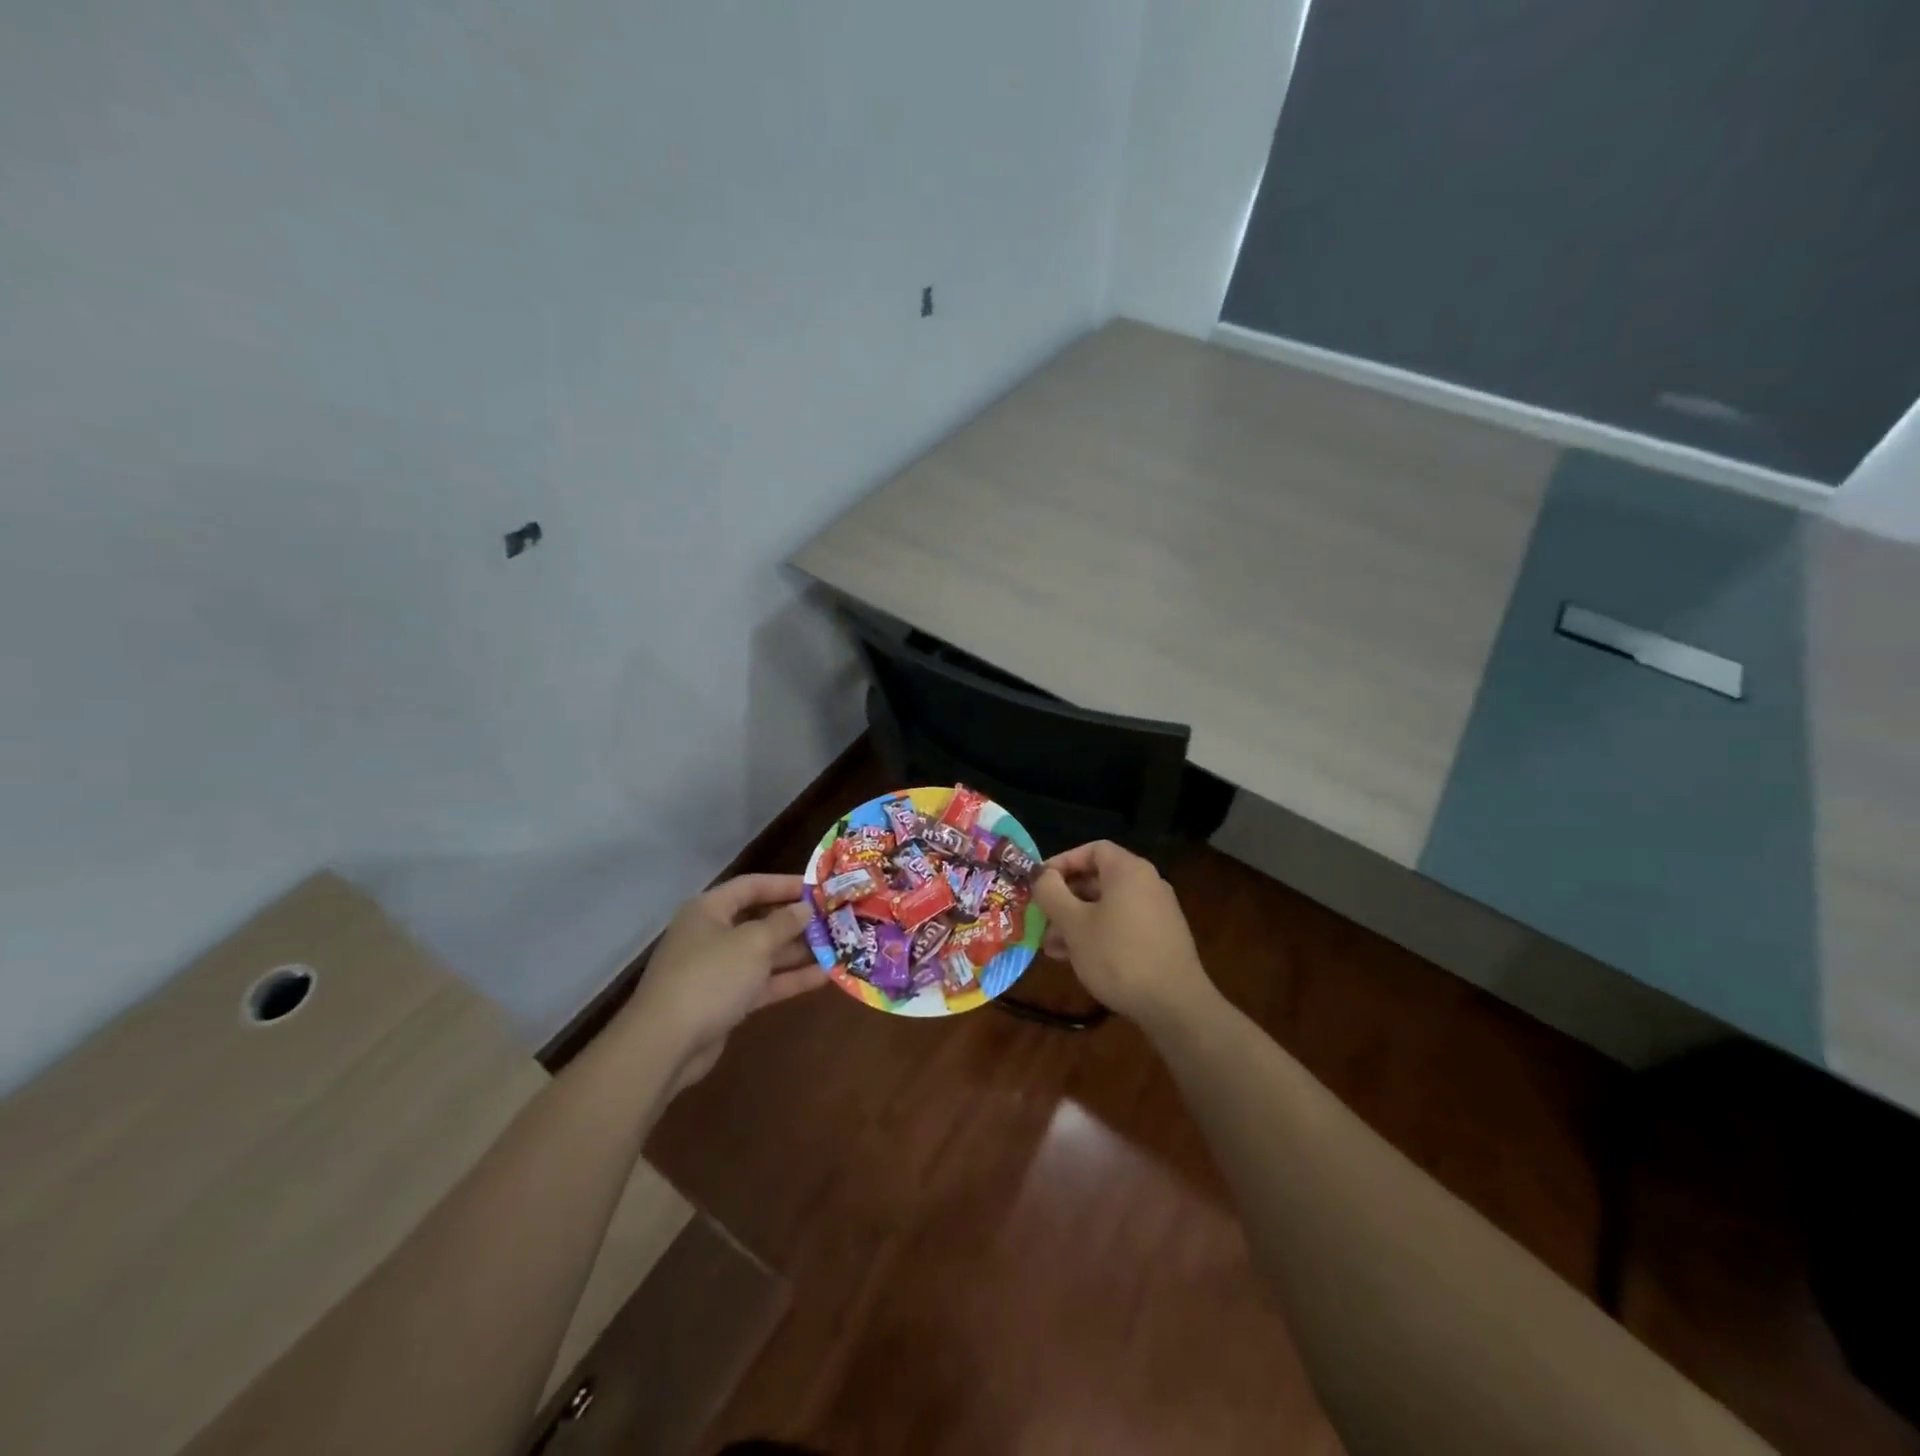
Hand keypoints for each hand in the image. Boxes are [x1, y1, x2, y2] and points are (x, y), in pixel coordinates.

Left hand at [623, 874, 822, 1092]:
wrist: (665, 1044)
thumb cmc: (710, 977)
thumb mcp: (753, 943)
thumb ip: (783, 923)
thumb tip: (804, 909)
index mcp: (710, 910)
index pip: (752, 885)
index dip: (785, 884)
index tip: (819, 888)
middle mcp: (712, 934)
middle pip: (760, 920)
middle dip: (796, 921)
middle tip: (834, 919)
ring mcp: (718, 970)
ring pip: (764, 954)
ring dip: (798, 951)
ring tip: (837, 946)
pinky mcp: (726, 1000)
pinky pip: (762, 982)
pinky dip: (789, 978)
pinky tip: (823, 976)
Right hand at [1031, 842, 1211, 1026]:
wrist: (1175, 1005)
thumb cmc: (1118, 955)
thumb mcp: (1074, 924)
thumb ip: (1051, 893)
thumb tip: (1041, 875)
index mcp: (1129, 871)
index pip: (1092, 850)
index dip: (1062, 862)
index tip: (1039, 883)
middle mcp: (1147, 884)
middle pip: (1098, 879)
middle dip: (1065, 899)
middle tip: (1041, 919)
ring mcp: (1157, 912)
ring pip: (1107, 906)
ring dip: (1076, 921)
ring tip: (1051, 947)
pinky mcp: (1161, 939)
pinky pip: (1122, 925)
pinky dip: (1097, 934)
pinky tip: (1076, 959)